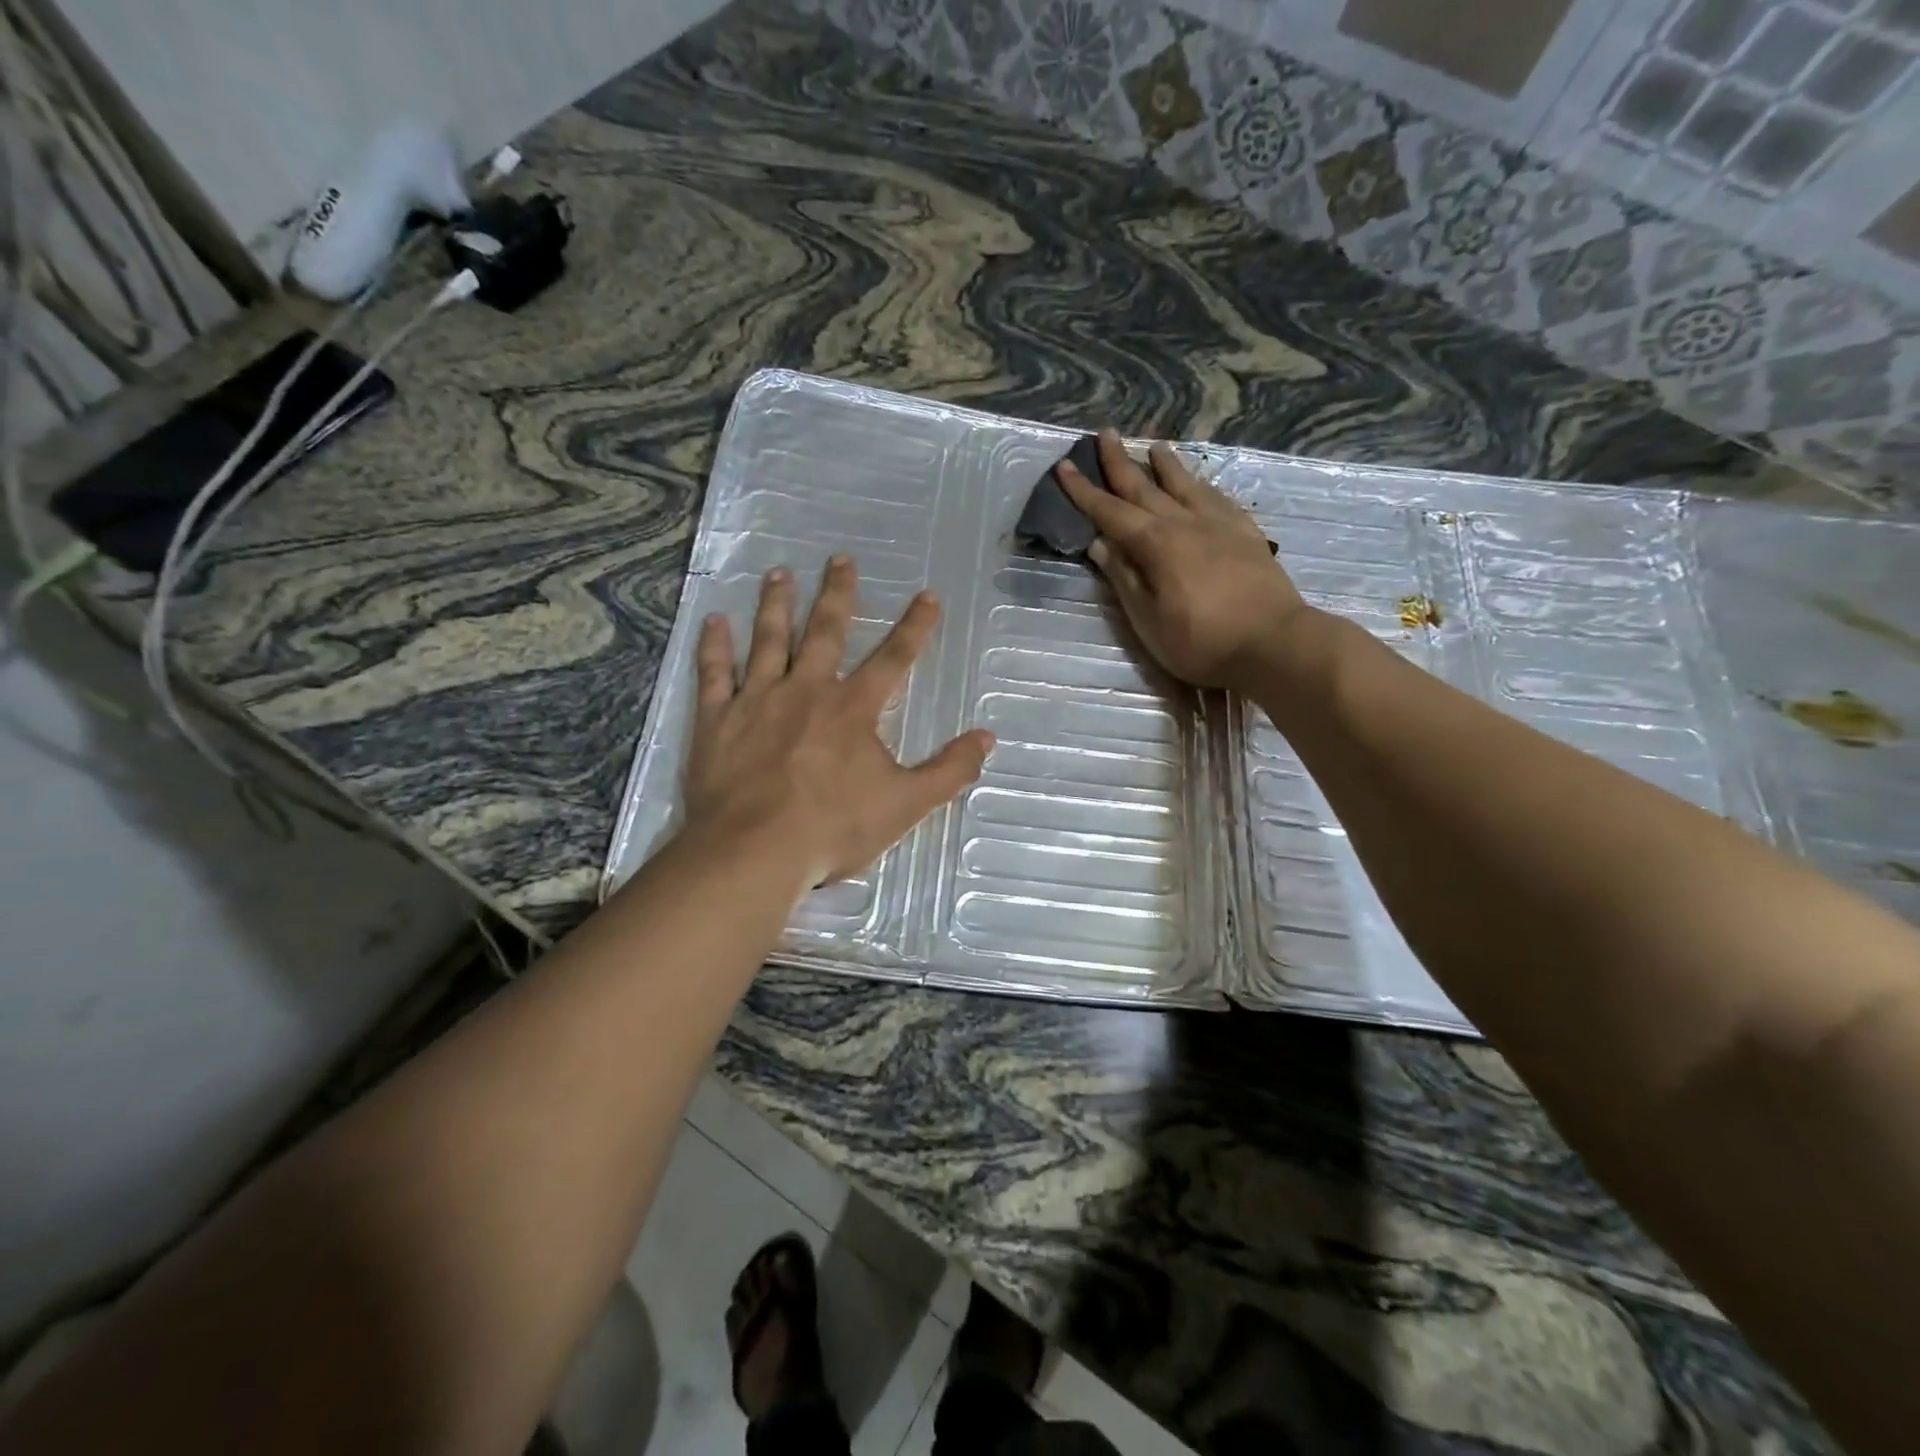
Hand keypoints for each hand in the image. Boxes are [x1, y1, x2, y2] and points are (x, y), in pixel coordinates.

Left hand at [683, 557, 993, 891]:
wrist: (754, 851)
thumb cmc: (833, 828)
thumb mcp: (905, 805)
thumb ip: (949, 770)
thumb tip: (987, 738)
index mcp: (853, 708)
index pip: (894, 658)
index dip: (915, 626)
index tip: (927, 595)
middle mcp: (807, 690)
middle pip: (826, 631)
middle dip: (838, 594)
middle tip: (841, 559)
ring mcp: (758, 700)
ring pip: (769, 640)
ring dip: (776, 604)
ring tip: (779, 573)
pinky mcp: (717, 719)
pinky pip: (715, 673)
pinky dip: (714, 646)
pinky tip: (713, 621)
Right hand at [1058, 431, 1318, 692]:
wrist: (1273, 642)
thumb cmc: (1201, 641)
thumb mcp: (1148, 619)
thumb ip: (1124, 578)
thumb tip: (1100, 544)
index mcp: (1156, 544)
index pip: (1110, 512)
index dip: (1084, 491)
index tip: (1064, 467)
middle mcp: (1185, 522)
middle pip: (1145, 487)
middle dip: (1121, 462)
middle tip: (1105, 434)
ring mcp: (1219, 524)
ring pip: (1185, 485)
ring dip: (1166, 465)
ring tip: (1154, 446)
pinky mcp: (1246, 533)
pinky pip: (1217, 498)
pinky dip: (1202, 485)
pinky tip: (1200, 483)